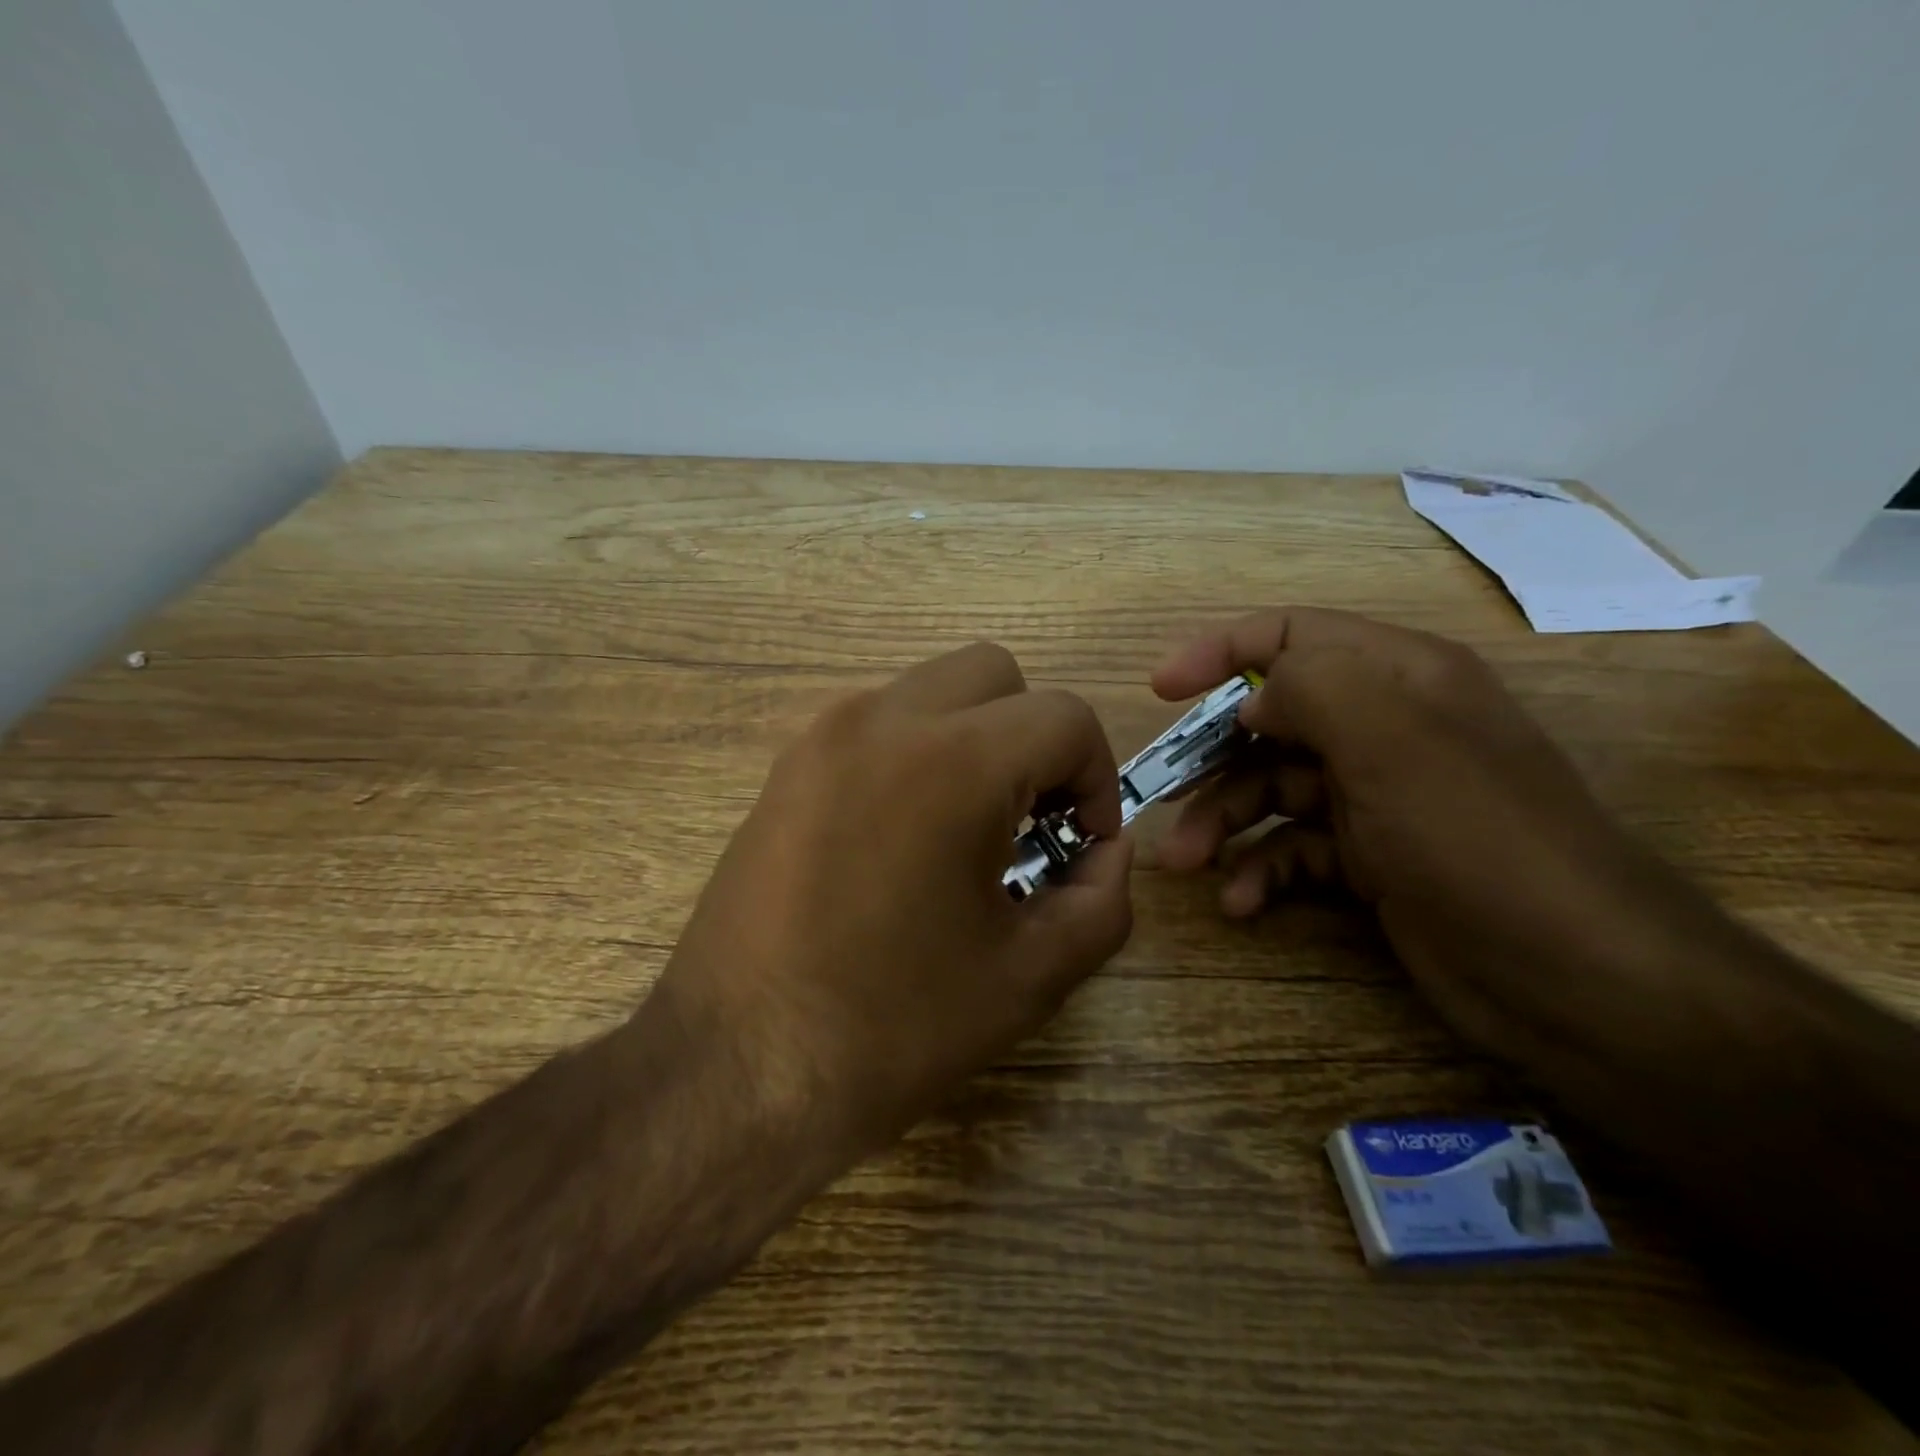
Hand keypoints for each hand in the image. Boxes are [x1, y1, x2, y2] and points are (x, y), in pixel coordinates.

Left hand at [652, 642, 1134, 1162]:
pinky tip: (906, 838)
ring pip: (931, 690)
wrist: (736, 1069)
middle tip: (1031, 821)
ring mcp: (822, 736)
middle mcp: (881, 719)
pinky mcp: (787, 766)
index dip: (1096, 777)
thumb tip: (1109, 851)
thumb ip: (1101, 899)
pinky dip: (916, 752)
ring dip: (974, 738)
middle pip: (995, 674)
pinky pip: (877, 724)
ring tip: (969, 831)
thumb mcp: (1029, 975)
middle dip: (1034, 737)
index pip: (1063, 717)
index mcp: (952, 762)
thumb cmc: (894, 1027)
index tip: (1082, 845)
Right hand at [1151, 607, 1730, 1062]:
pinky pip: (1294, 849)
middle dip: (1210, 760)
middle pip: (1269, 721)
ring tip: (1186, 863)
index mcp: (1397, 678)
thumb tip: (1251, 703)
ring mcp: (1376, 797)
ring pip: (1271, 790)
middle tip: (1161, 798)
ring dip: (1222, 823)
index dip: (1219, 652)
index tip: (1162, 690)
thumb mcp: (1392, 741)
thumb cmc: (1476, 839)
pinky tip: (1241, 902)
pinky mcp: (1371, 860)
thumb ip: (1311, 688)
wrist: (1575, 978)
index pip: (1292, 636)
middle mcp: (1385, 728)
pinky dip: (1261, 870)